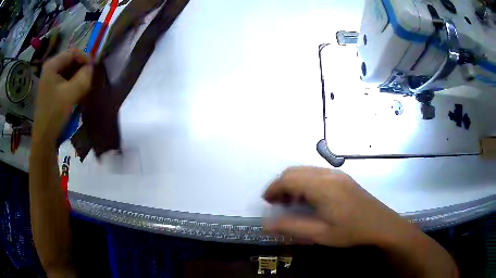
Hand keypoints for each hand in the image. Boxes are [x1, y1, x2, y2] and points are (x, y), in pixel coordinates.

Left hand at [32, 50, 91, 145]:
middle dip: (82, 69)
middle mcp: (50, 68)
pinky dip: (73, 84)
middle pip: (71, 61)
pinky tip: (76, 94)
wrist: (44, 138)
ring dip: (78, 77)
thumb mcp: (71, 94)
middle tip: (89, 81)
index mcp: (52, 65)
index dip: (85, 59)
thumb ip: (84, 77)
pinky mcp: (51, 89)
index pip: (74, 52)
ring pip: (69, 71)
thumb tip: (93, 68)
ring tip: (84, 88)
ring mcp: (50, 79)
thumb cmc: (55, 115)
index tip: (93, 71)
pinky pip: (65, 80)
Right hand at [263, 166, 415, 246]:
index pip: (289, 179)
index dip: (274, 188)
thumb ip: (291, 227)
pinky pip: (317, 174)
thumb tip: (266, 224)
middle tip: (276, 203)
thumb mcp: (319, 234)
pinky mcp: (343, 178)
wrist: (381, 225)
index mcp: (321, 186)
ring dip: (293, 183)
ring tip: (290, 202)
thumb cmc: (350, 231)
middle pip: (296, 171)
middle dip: (281, 184)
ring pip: (306, 171)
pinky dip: (305, 183)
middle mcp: (328, 174)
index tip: (266, 201)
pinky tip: (308, 199)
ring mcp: (337, 174)